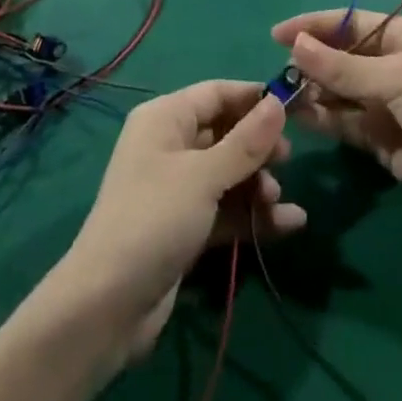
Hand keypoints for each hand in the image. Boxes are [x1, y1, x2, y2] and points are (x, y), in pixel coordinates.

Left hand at [56, 81, 304, 362]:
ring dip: (257, 184)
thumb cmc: (154, 219)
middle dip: (258, 146)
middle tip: (288, 159)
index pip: (217, 93)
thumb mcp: (203, 176)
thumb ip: (246, 142)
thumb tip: (278, 101)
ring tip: (276, 199)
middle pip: (225, 133)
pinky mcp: (185, 227)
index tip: (295, 106)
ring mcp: (177, 188)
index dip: (254, 98)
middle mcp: (170, 145)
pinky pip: (225, 208)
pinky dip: (252, 214)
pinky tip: (290, 224)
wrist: (107, 307)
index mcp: (166, 118)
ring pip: (228, 173)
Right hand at [272, 11, 401, 237]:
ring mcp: (388, 103)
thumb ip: (343, 68)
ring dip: (314, 92)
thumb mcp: (395, 79)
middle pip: (343, 57)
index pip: (350, 23)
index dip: (314, 26)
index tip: (278, 34)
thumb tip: (295, 44)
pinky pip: (346, 122)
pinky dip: (324, 119)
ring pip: (341, 91)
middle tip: (279, 73)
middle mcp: (394, 64)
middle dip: (312, 62)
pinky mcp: (383, 139)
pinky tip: (300, 118)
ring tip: (282, 96)